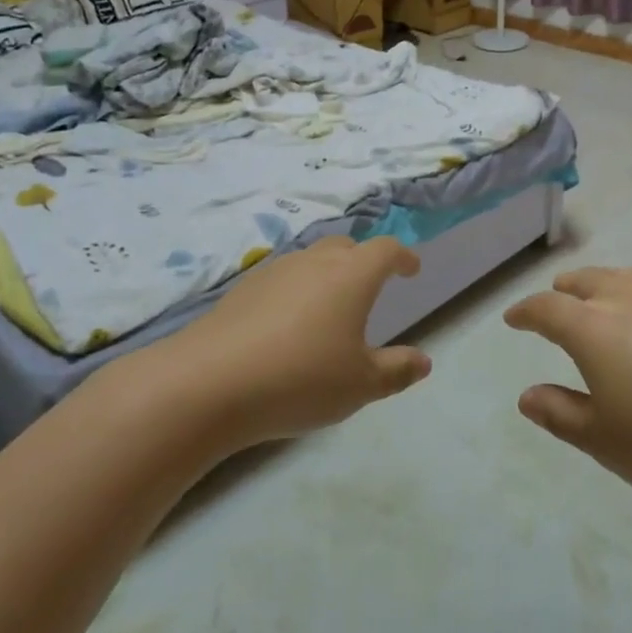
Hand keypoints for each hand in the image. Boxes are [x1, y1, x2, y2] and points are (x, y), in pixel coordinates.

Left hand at [168, 236, 431, 449]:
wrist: (207, 383)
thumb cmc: (300, 379)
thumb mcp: (360, 385)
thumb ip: (396, 370)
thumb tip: (423, 361)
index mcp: (351, 276)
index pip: (386, 250)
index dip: (403, 257)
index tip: (411, 269)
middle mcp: (314, 262)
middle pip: (345, 247)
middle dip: (363, 260)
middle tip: (370, 286)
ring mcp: (273, 272)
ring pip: (309, 260)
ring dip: (326, 274)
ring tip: (328, 307)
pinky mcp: (241, 290)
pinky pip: (281, 279)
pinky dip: (294, 291)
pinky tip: (286, 325)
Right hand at [505, 267, 631, 510]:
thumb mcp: (602, 439)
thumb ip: (561, 413)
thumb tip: (528, 395)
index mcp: (594, 329)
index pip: (548, 310)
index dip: (527, 312)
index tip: (513, 319)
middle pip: (592, 282)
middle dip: (569, 288)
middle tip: (558, 295)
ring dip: (616, 280)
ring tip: (608, 288)